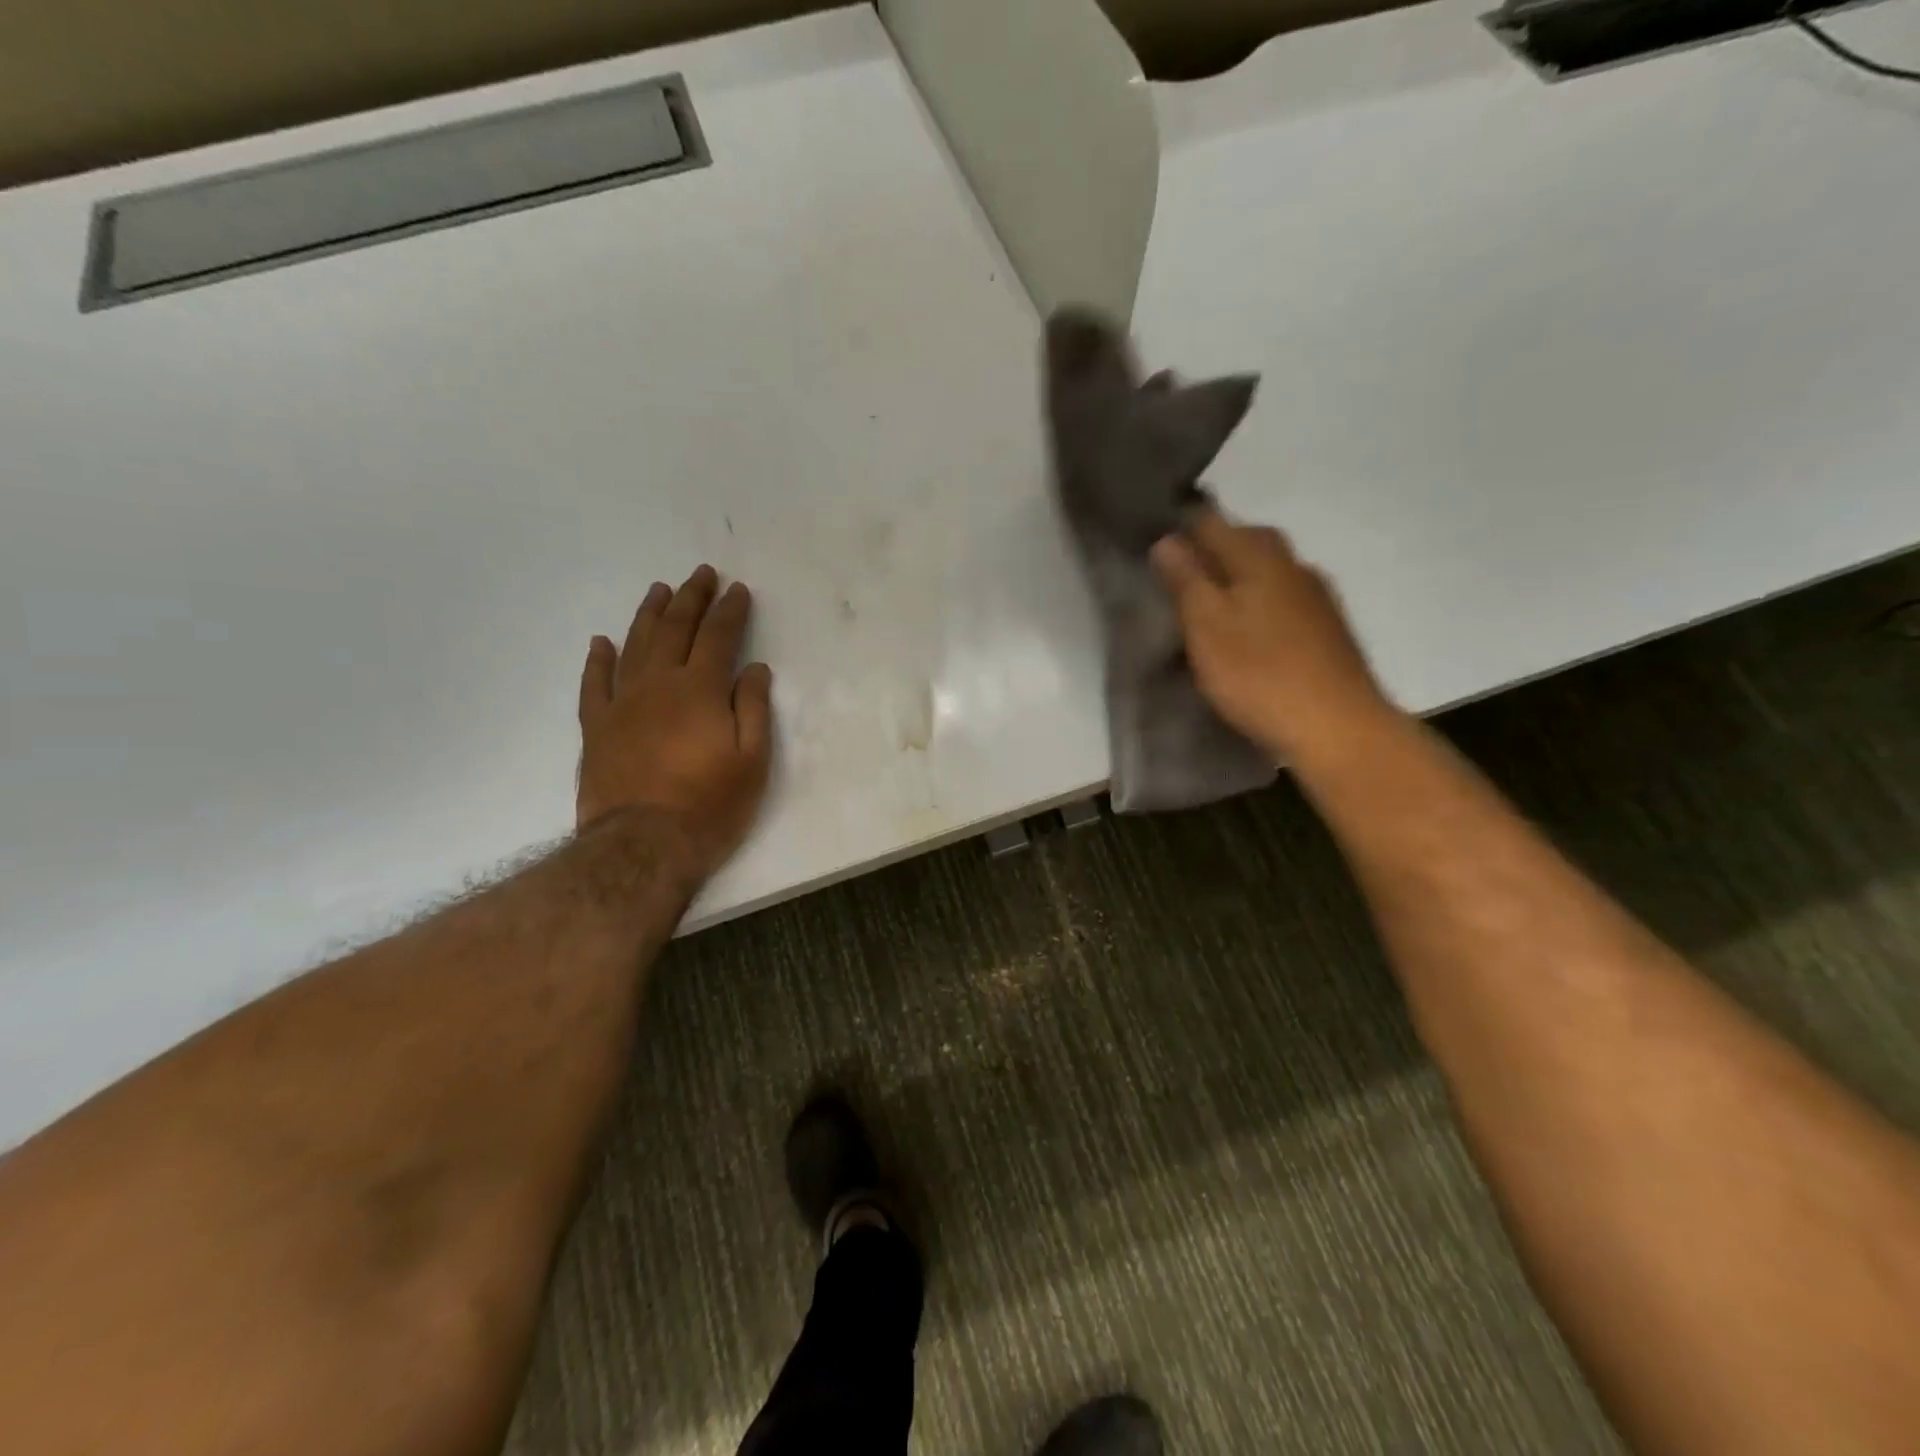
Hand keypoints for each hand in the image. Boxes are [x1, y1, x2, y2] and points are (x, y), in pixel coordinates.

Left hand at [577, 565, 773, 883]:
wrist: (642, 846)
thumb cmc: (710, 805)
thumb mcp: (752, 761)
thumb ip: (752, 709)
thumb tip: (753, 669)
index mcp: (700, 690)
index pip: (718, 637)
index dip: (730, 611)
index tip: (738, 590)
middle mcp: (659, 685)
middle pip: (675, 630)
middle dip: (691, 599)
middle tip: (701, 575)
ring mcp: (622, 704)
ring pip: (634, 646)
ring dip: (648, 615)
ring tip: (659, 591)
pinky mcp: (596, 728)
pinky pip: (594, 683)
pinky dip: (598, 660)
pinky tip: (602, 642)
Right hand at [1151, 507, 1396, 763]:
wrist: (1338, 728)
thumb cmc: (1259, 674)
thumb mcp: (1206, 625)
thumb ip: (1186, 579)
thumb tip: (1166, 539)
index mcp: (1259, 556)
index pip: (1211, 521)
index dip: (1179, 527)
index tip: (1152, 545)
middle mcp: (1293, 564)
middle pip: (1246, 540)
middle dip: (1211, 550)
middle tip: (1178, 575)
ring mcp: (1317, 596)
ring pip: (1267, 570)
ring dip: (1237, 578)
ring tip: (1208, 605)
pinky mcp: (1328, 629)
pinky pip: (1283, 599)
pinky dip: (1259, 604)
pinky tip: (1248, 630)